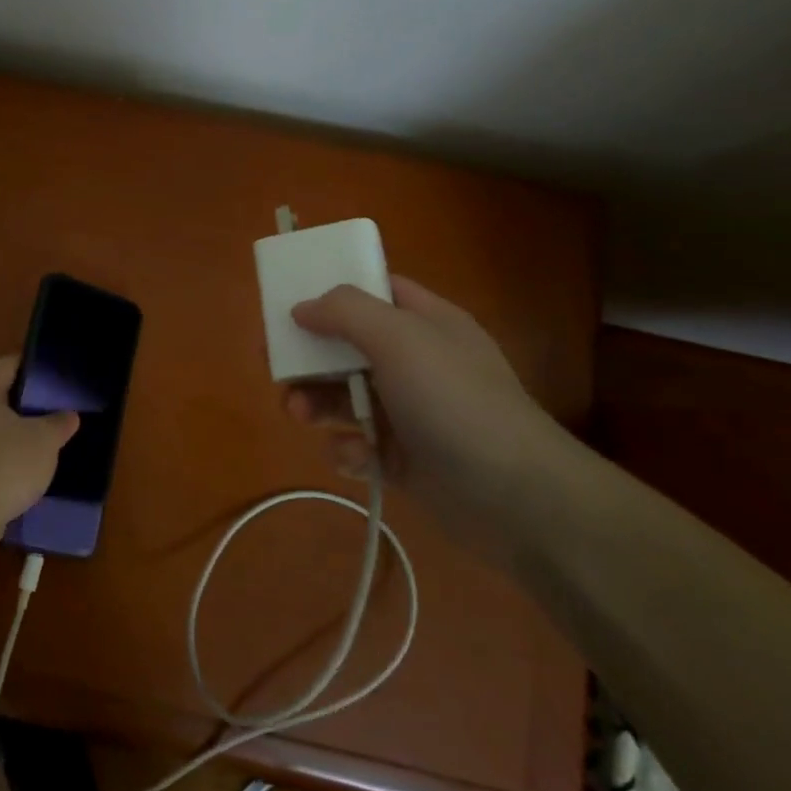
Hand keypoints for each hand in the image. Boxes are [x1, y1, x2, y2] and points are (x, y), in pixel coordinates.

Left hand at [0, 356, 77, 546]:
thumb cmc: (5, 464)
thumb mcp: (44, 440)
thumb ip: (59, 423)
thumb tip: (68, 415)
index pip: (9, 365)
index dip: (34, 366)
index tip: (57, 375)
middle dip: (26, 403)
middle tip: (56, 409)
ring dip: (15, 434)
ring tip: (45, 442)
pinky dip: (4, 459)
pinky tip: (25, 471)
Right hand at [285, 276, 576, 559]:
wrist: (515, 499)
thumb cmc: (454, 401)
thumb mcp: (400, 338)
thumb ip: (346, 312)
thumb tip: (302, 307)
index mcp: (425, 322)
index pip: (374, 291)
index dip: (331, 292)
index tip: (288, 303)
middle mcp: (416, 362)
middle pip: (347, 347)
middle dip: (309, 358)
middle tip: (275, 367)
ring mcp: (410, 412)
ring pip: (345, 397)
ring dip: (316, 404)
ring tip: (298, 414)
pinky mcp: (404, 459)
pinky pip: (359, 445)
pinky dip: (348, 450)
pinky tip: (354, 458)